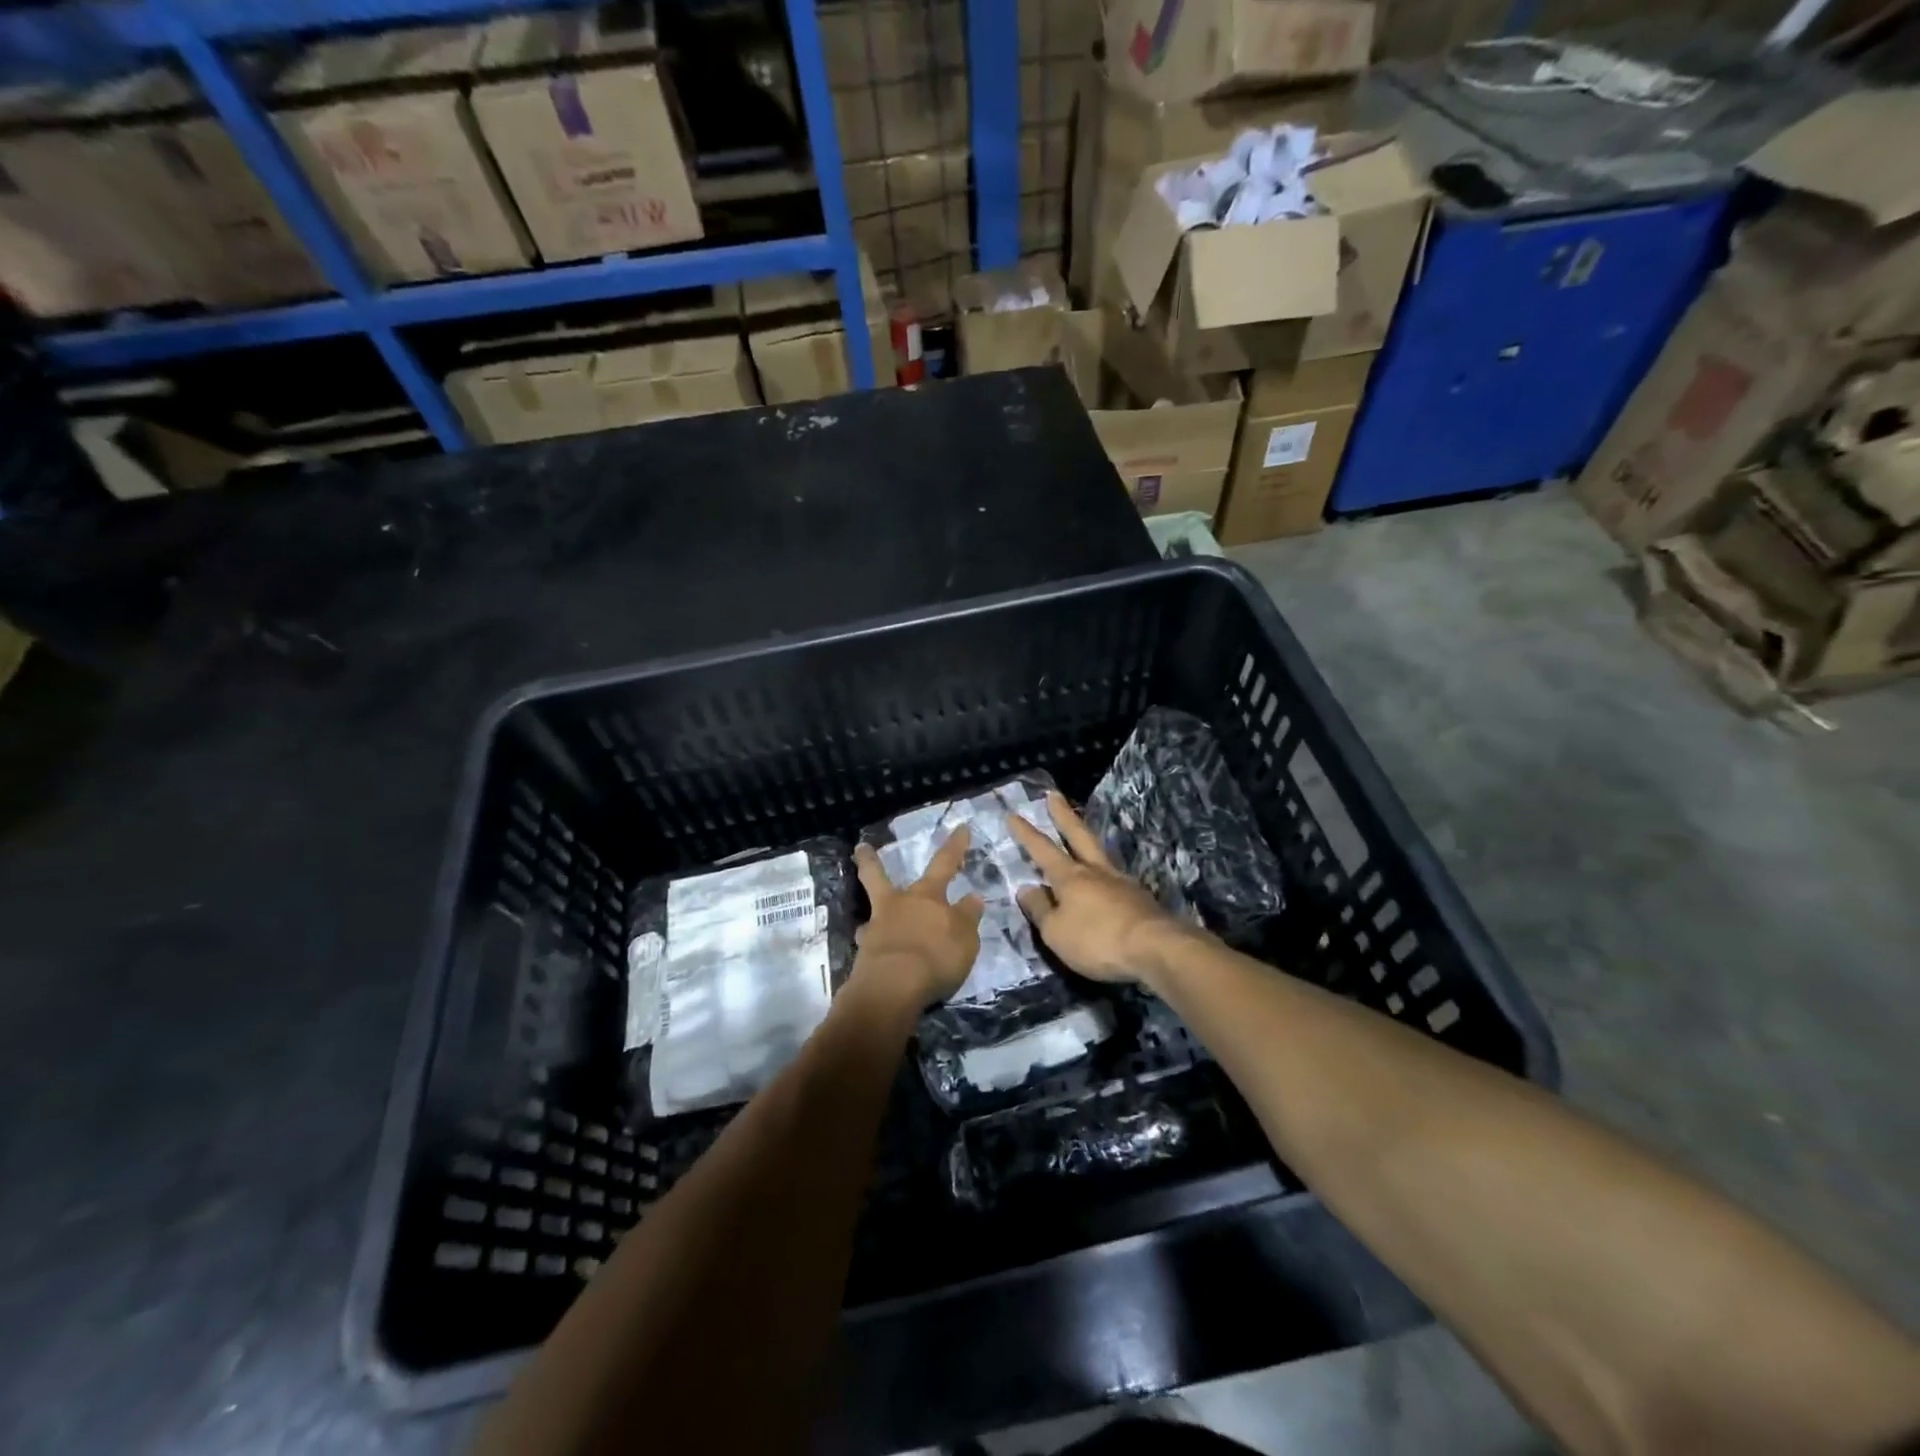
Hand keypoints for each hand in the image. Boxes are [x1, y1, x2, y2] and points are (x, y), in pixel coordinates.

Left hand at [849, 827, 983, 1012]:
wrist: (893, 986)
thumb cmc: (936, 956)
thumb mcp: (965, 937)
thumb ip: (968, 916)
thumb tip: (972, 896)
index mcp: (928, 896)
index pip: (945, 863)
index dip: (955, 846)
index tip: (961, 827)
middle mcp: (898, 904)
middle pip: (880, 876)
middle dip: (870, 861)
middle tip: (860, 847)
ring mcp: (877, 927)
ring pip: (870, 909)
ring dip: (871, 910)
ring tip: (868, 919)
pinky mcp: (864, 953)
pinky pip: (869, 942)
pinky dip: (872, 944)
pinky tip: (873, 951)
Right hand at [1009, 792, 1193, 987]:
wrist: (1155, 948)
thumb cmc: (1097, 940)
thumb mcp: (1056, 932)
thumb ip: (1040, 909)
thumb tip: (1026, 888)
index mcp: (1070, 877)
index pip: (1042, 849)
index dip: (1026, 833)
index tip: (1013, 814)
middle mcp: (1096, 871)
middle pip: (1078, 835)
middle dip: (1063, 815)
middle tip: (1053, 794)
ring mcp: (1121, 882)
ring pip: (1099, 853)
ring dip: (1087, 840)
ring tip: (1081, 834)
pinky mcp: (1140, 899)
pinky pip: (1115, 879)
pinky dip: (1104, 874)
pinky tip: (1104, 881)